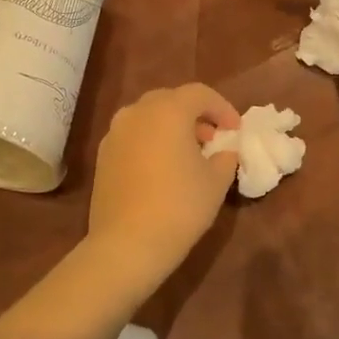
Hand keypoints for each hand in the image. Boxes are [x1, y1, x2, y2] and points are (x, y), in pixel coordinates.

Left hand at [85, 84, 240, 288]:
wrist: (127, 244)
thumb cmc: (180, 206)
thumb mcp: (216, 182)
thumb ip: (225, 157)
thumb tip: (224, 151)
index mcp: (168, 111)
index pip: (200, 93)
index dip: (222, 108)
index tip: (235, 129)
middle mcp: (137, 112)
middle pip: (171, 100)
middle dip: (195, 114)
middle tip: (212, 138)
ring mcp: (115, 133)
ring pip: (148, 117)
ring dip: (171, 126)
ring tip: (188, 153)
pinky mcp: (102, 155)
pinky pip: (133, 136)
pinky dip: (151, 141)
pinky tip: (162, 167)